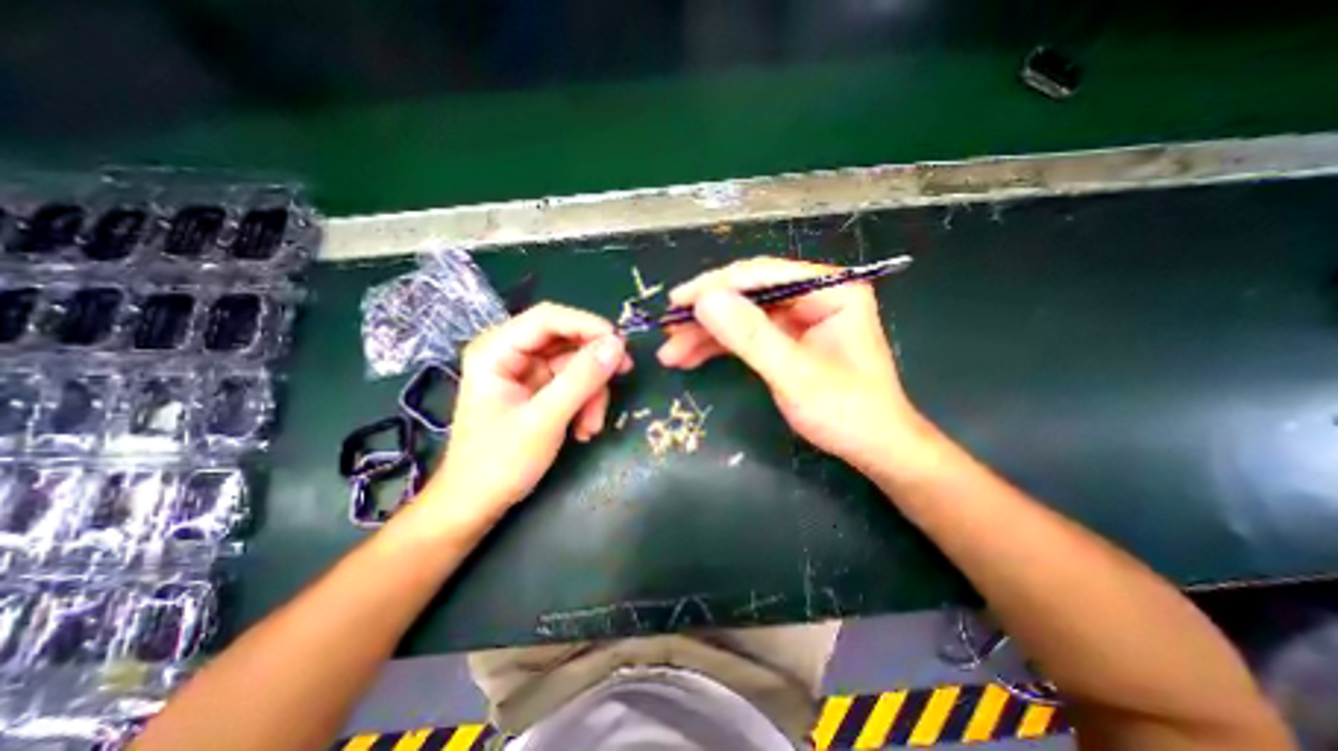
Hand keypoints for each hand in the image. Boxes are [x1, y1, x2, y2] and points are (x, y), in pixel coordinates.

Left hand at [420, 302, 629, 527]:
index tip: (620, 345)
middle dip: (593, 366)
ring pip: (575, 365)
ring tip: (592, 426)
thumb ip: (581, 379)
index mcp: (497, 350)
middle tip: (622, 377)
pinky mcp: (538, 390)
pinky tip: (584, 430)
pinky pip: (573, 384)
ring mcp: (526, 372)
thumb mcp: (545, 419)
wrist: (477, 504)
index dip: (588, 325)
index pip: (549, 318)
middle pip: (566, 340)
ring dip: (592, 393)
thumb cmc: (499, 463)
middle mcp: (511, 353)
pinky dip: (585, 404)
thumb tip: (618, 345)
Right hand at [657, 259, 931, 475]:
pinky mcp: (787, 339)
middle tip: (668, 328)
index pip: (764, 275)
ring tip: (671, 352)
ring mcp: (799, 317)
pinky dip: (719, 347)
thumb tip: (705, 301)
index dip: (717, 287)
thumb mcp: (796, 375)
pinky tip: (690, 358)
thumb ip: (752, 337)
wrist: (873, 448)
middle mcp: (814, 295)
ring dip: (706, 333)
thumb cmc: (847, 413)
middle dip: (707, 314)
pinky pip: (747, 335)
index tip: (678, 302)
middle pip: (749, 293)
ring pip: (742, 315)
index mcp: (831, 290)